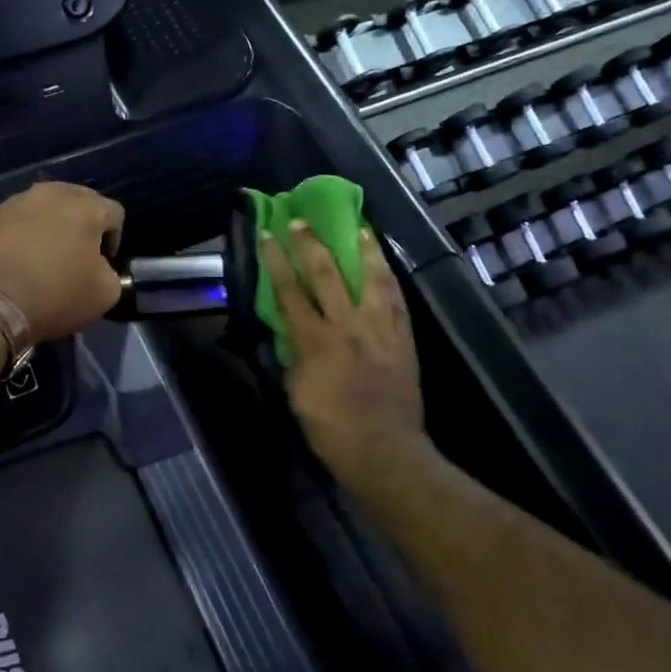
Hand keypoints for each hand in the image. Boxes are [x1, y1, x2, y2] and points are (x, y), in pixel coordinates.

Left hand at [0, 182, 124, 342]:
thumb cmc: (57, 294)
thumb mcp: (106, 293)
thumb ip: (112, 272)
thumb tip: (101, 268)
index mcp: (87, 205)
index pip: (115, 214)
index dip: (114, 241)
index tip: (103, 265)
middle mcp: (54, 192)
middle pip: (81, 203)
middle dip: (84, 226)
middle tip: (77, 257)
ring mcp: (20, 200)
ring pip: (49, 208)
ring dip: (54, 226)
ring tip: (48, 256)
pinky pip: (23, 219)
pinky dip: (28, 233)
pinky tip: (24, 258)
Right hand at [257, 222, 431, 491]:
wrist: (384, 451)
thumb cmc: (330, 428)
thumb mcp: (296, 393)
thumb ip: (293, 357)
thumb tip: (291, 334)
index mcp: (315, 341)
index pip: (289, 292)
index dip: (276, 261)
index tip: (267, 235)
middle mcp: (348, 326)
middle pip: (327, 276)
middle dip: (311, 245)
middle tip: (301, 221)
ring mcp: (380, 329)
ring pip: (372, 279)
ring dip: (363, 250)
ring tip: (359, 227)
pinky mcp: (403, 338)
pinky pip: (396, 301)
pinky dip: (389, 279)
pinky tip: (385, 266)